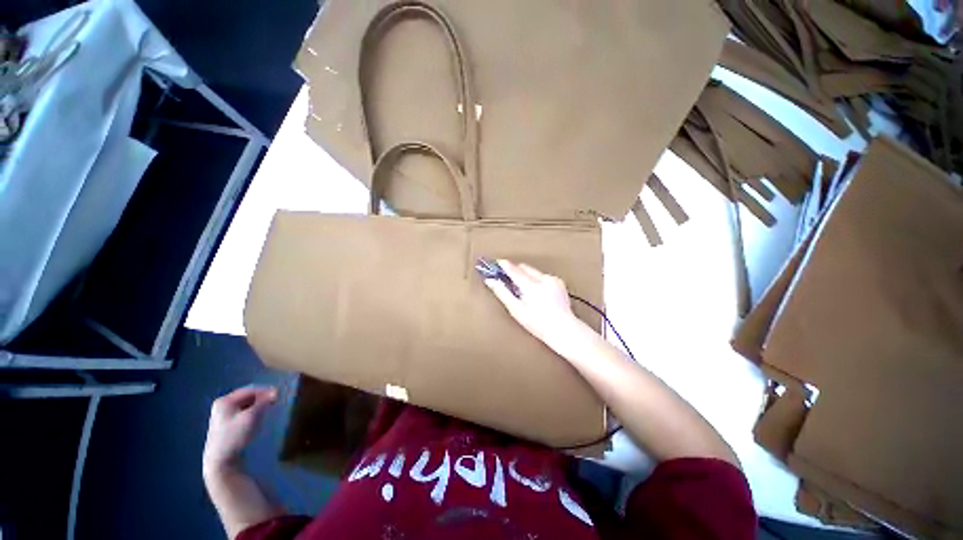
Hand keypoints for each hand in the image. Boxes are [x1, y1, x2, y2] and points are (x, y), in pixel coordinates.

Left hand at [203, 386, 277, 474]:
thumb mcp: (251, 417)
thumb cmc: (234, 436)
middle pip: (246, 396)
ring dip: (258, 404)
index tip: (278, 393)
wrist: (220, 460)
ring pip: (245, 404)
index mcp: (224, 401)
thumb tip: (275, 392)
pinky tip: (258, 417)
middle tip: (275, 401)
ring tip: (268, 408)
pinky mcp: (226, 424)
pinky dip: (253, 411)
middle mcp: (222, 405)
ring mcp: (223, 415)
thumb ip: (263, 402)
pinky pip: (243, 411)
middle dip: (261, 398)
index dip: (265, 390)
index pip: (249, 390)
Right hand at [484, 260, 589, 352]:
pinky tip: (536, 294)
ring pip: (533, 271)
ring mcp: (553, 280)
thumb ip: (502, 293)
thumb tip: (491, 281)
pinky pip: (542, 276)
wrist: (563, 330)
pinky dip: (536, 281)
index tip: (495, 263)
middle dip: (515, 272)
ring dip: (526, 277)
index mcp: (532, 286)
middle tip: (507, 280)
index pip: (514, 270)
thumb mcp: (516, 310)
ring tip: (524, 293)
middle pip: (524, 268)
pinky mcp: (559, 282)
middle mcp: (544, 279)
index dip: (503, 265)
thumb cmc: (539, 323)